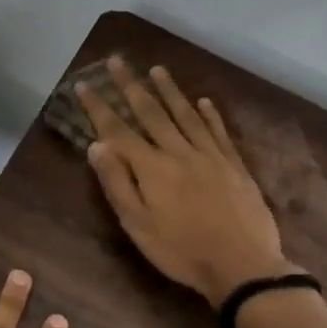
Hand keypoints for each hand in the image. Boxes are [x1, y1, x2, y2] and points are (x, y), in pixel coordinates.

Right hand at [78, 57, 294, 306]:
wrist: (243, 267)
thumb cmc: (181, 250)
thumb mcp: (138, 224)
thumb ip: (117, 183)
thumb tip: (97, 145)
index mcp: (152, 168)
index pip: (118, 130)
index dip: (99, 107)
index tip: (83, 85)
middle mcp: (179, 152)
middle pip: (151, 112)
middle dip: (131, 86)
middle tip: (117, 60)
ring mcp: (210, 156)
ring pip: (186, 115)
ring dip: (169, 91)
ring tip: (156, 69)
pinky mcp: (234, 166)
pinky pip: (218, 132)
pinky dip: (210, 115)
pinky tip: (204, 101)